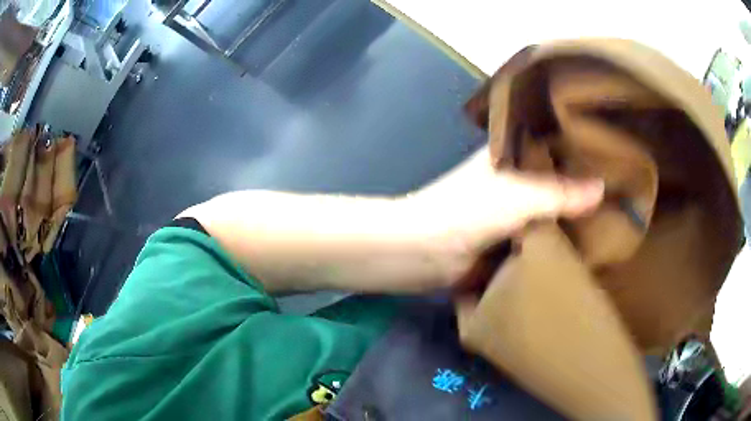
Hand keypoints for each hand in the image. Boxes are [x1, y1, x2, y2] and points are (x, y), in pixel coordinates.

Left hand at [406, 146, 603, 285]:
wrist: (422, 254)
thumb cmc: (467, 213)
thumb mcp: (520, 198)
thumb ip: (561, 193)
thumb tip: (604, 188)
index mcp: (511, 155)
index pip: (552, 144)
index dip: (579, 150)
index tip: (613, 155)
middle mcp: (514, 179)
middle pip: (556, 180)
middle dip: (583, 187)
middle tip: (622, 191)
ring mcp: (513, 211)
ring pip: (551, 210)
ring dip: (574, 217)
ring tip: (615, 216)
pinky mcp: (510, 240)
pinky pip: (542, 237)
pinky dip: (560, 240)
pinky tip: (589, 244)